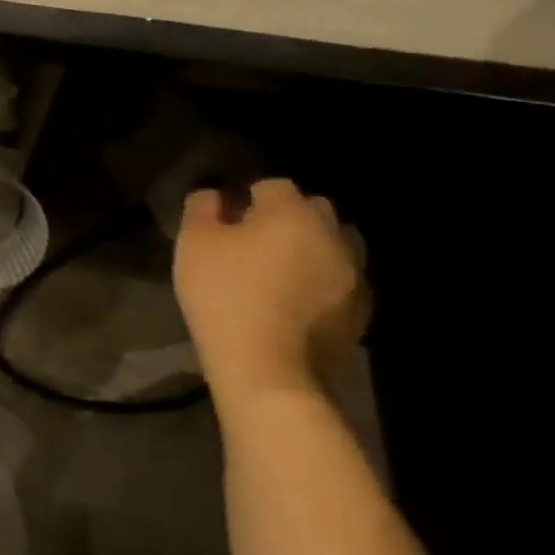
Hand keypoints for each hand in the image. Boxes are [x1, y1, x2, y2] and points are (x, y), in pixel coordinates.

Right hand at [173, 179, 365, 407]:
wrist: (268, 370)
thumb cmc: (224, 296)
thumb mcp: (194, 244)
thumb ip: (201, 208)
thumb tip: (213, 195)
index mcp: (292, 213)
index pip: (272, 185)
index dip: (246, 197)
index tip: (226, 219)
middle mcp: (332, 235)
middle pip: (312, 211)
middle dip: (286, 218)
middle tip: (253, 243)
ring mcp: (353, 275)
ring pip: (333, 245)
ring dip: (311, 249)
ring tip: (280, 272)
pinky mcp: (360, 312)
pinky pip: (341, 282)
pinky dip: (322, 284)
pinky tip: (295, 303)